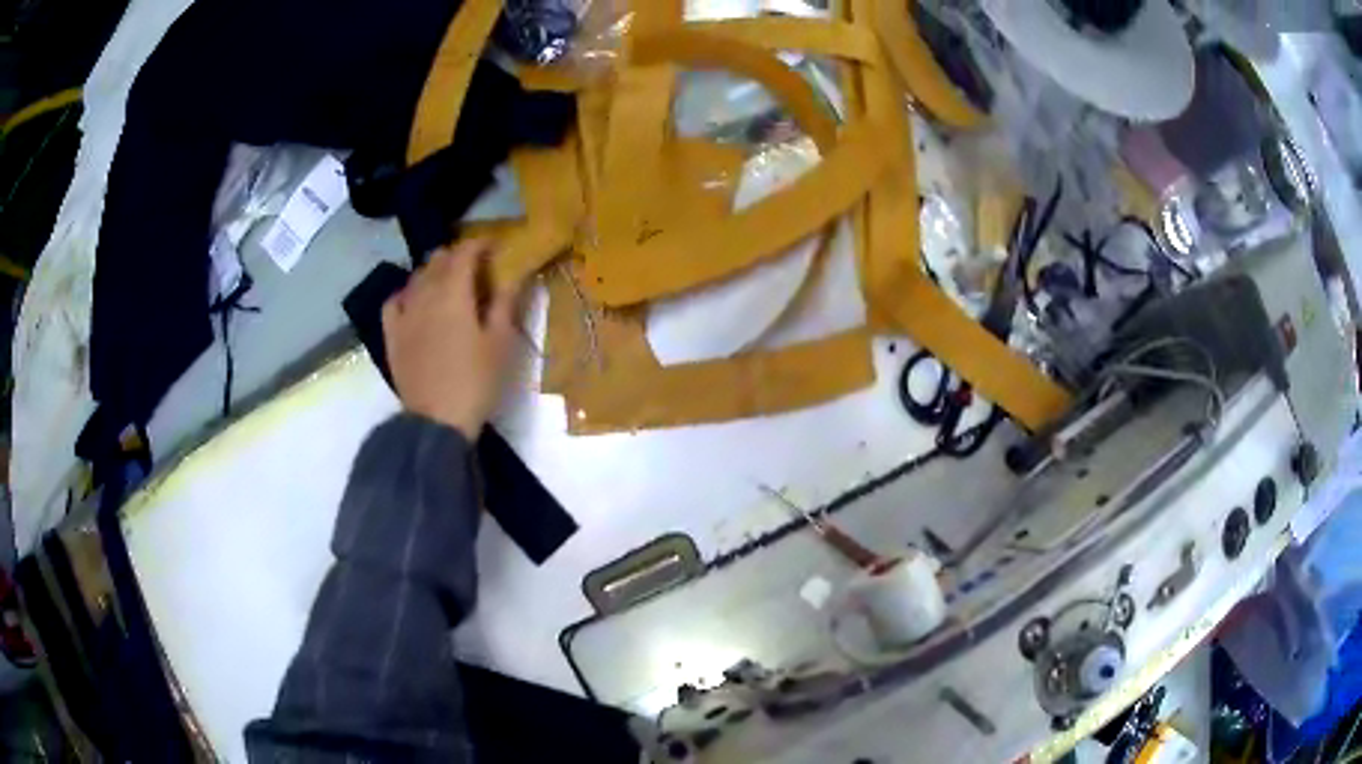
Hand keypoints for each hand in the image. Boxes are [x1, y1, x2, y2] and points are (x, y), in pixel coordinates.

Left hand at [382, 240, 522, 440]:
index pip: (465, 253)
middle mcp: (425, 295)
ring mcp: (404, 314)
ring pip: (416, 277)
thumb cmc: (476, 382)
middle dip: (457, 255)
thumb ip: (505, 303)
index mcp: (454, 293)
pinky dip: (407, 292)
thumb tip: (516, 273)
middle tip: (476, 266)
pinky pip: (395, 301)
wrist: (437, 421)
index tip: (495, 245)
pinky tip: (414, 299)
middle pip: (438, 260)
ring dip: (433, 271)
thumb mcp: (500, 343)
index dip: (480, 244)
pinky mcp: (392, 334)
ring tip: (448, 281)